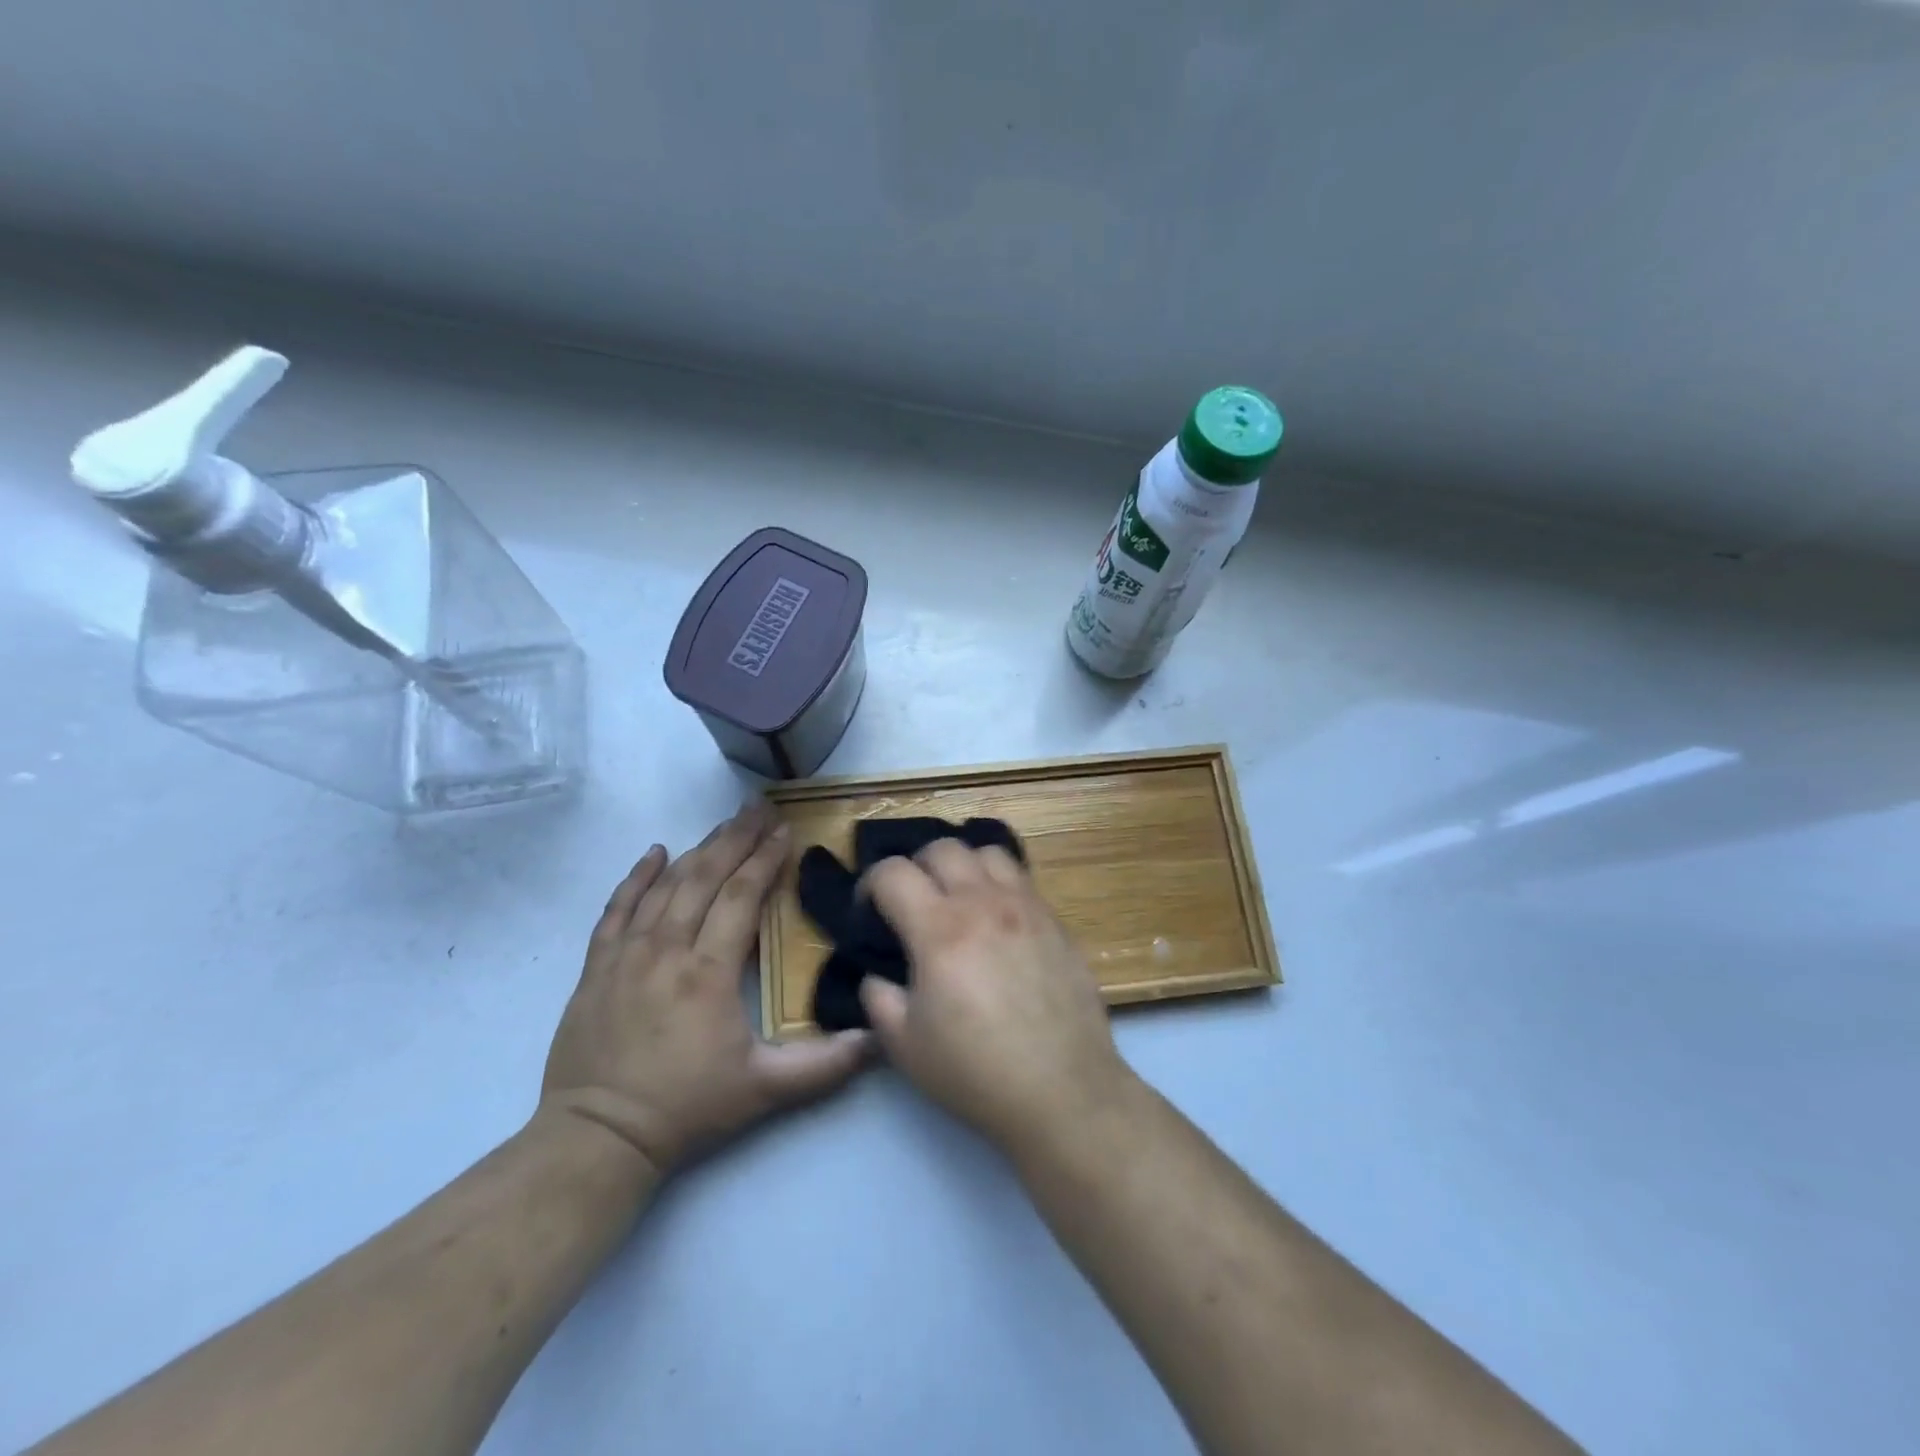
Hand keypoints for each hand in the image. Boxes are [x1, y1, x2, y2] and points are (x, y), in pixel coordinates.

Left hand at [542, 805, 870, 1175]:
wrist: (596, 1137)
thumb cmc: (686, 1108)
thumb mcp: (764, 1090)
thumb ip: (825, 1065)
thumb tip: (879, 1038)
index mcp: (708, 972)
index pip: (741, 897)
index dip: (765, 860)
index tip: (785, 831)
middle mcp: (667, 950)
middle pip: (705, 878)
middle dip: (736, 839)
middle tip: (759, 808)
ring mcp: (626, 955)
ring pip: (666, 886)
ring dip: (698, 850)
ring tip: (724, 824)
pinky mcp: (596, 967)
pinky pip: (617, 909)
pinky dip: (636, 877)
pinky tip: (655, 853)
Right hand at [858, 841, 1131, 1151]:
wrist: (1062, 1090)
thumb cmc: (976, 1072)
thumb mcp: (905, 1046)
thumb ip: (878, 999)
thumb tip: (877, 974)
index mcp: (939, 930)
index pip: (893, 872)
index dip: (870, 884)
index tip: (869, 911)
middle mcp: (982, 903)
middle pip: (941, 847)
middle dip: (916, 867)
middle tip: (913, 903)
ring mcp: (1025, 906)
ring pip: (986, 851)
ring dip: (962, 865)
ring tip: (958, 898)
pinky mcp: (1054, 919)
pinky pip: (1021, 877)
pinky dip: (998, 882)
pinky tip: (996, 918)